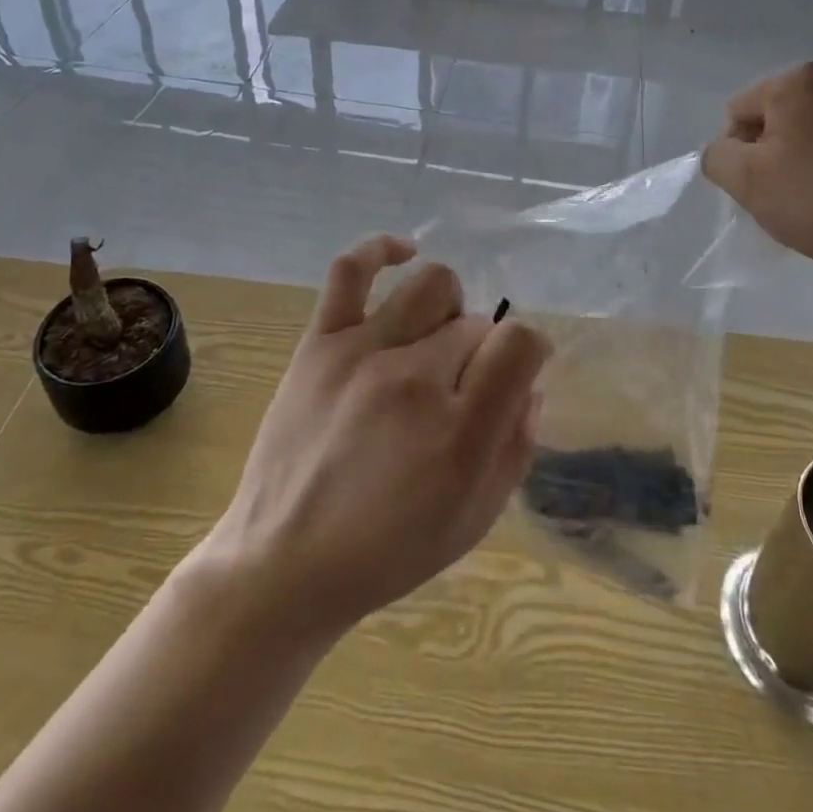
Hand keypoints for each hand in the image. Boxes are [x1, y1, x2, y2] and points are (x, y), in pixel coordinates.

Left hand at [201, 235, 548, 644]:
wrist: (284, 562)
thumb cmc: (388, 552)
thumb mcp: (473, 519)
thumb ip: (515, 447)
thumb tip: (527, 385)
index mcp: (460, 432)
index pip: (521, 343)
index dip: (529, 351)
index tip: (514, 371)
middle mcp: (415, 379)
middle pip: (476, 324)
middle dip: (481, 352)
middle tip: (458, 389)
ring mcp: (363, 352)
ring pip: (433, 286)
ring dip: (448, 310)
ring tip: (433, 341)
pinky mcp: (320, 342)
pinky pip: (351, 270)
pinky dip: (382, 249)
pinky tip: (404, 253)